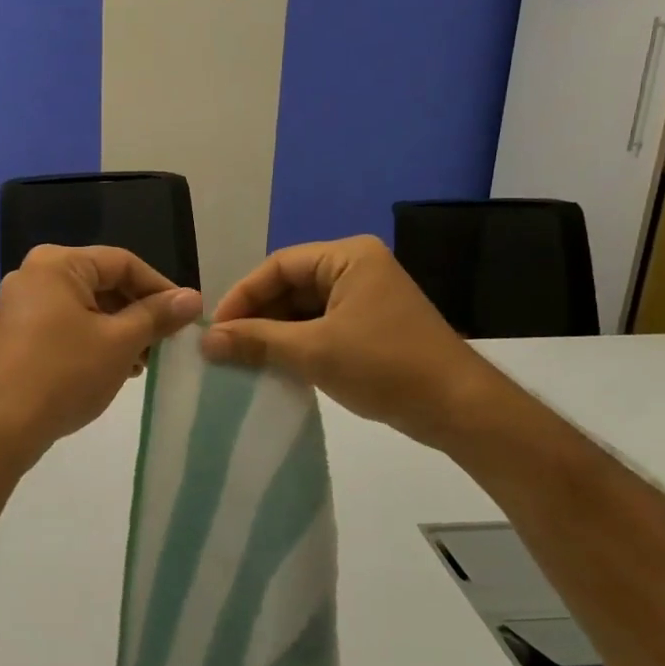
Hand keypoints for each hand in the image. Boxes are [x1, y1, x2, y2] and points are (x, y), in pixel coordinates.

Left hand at [0, 245, 202, 461]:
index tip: (186, 316)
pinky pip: (65, 325)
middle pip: (103, 283)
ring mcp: (21, 305)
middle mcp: (34, 275)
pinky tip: (112, 368)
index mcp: (57, 264)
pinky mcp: (17, 333)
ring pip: (86, 307)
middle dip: (138, 313)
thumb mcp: (120, 342)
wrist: (2, 427)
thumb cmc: (66, 374)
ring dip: (119, 330)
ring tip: (141, 363)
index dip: (160, 288)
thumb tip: (192, 298)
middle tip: (164, 343)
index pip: (123, 263)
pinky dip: (93, 340)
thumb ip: (157, 315)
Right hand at [201, 235, 495, 445]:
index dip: (243, 295)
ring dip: (274, 334)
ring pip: (304, 309)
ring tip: (243, 360)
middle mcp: (357, 269)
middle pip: (290, 286)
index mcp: (348, 257)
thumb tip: (206, 341)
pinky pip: (321, 327)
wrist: (458, 408)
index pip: (279, 266)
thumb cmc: (385, 366)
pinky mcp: (371, 327)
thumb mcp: (313, 351)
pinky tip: (274, 367)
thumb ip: (256, 341)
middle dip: (257, 316)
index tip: (216, 328)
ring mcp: (366, 299)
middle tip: (225, 347)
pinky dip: (297, 345)